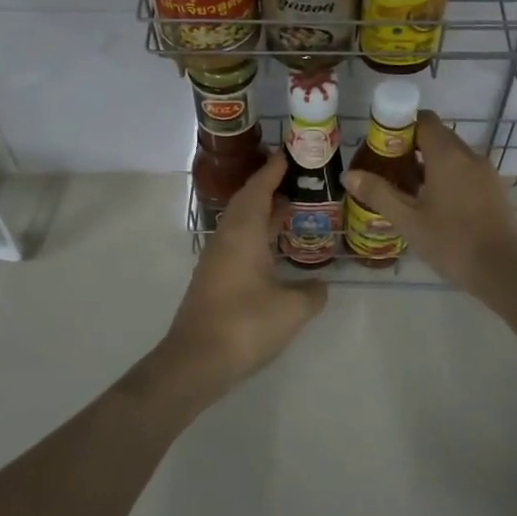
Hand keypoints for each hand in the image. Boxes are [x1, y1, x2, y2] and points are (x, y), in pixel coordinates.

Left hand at [129, 152, 326, 419]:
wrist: (196, 361)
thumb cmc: (245, 324)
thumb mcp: (292, 309)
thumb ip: (312, 293)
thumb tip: (320, 286)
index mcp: (243, 233)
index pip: (259, 189)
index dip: (274, 170)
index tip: (290, 154)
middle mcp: (227, 239)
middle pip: (248, 203)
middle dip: (271, 188)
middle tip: (299, 181)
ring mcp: (217, 260)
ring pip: (242, 224)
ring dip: (264, 214)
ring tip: (293, 211)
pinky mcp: (214, 279)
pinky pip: (239, 243)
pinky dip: (258, 236)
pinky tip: (275, 251)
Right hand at [341, 111, 516, 299]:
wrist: (504, 270)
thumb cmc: (452, 242)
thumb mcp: (408, 220)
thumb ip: (378, 193)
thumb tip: (348, 174)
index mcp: (447, 155)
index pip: (424, 119)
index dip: (401, 125)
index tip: (382, 144)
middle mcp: (469, 155)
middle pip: (438, 135)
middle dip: (412, 145)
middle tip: (388, 168)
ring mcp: (485, 172)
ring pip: (453, 154)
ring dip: (429, 162)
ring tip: (407, 188)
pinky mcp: (494, 189)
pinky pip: (466, 170)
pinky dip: (447, 175)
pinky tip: (433, 203)